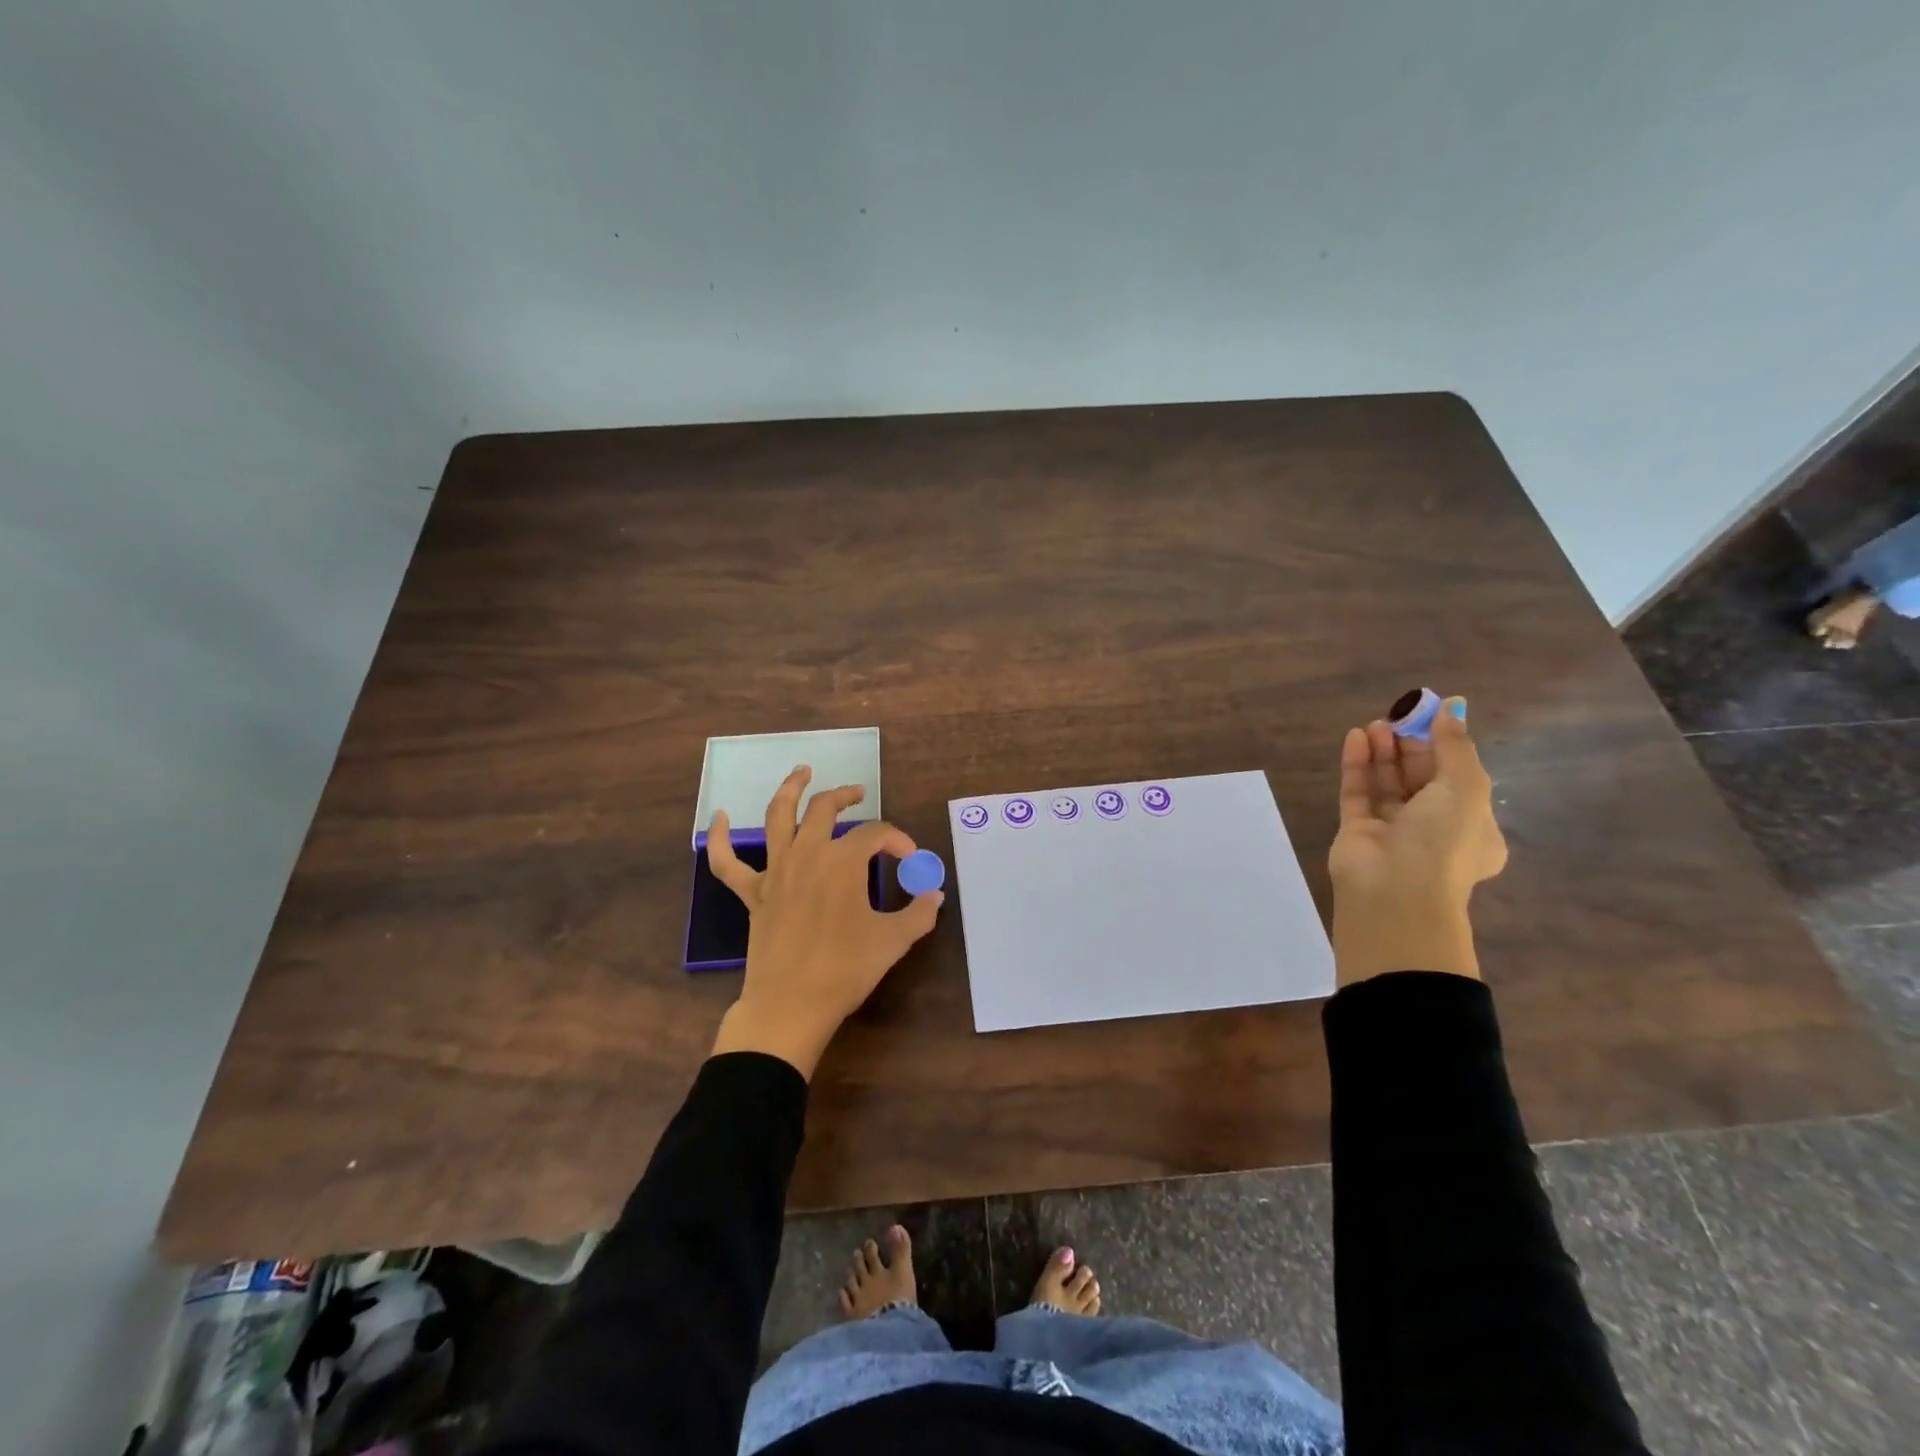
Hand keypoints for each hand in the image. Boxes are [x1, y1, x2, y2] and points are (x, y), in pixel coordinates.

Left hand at [706, 765, 943, 1076]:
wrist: (791, 1005)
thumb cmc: (845, 970)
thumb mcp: (893, 941)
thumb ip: (919, 913)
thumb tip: (935, 896)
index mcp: (843, 861)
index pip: (876, 834)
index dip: (897, 841)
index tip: (910, 859)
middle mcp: (808, 854)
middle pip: (825, 809)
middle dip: (845, 796)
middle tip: (858, 793)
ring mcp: (776, 871)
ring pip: (778, 816)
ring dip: (790, 789)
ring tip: (802, 772)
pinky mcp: (753, 893)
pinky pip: (727, 862)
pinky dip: (719, 838)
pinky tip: (719, 816)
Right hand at [1328, 699, 1506, 985]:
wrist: (1394, 893)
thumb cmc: (1442, 841)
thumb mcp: (1465, 788)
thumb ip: (1455, 745)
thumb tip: (1453, 705)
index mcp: (1472, 826)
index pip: (1458, 777)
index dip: (1443, 744)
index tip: (1428, 713)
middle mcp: (1434, 829)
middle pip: (1420, 777)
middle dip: (1409, 746)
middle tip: (1396, 716)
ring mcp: (1392, 831)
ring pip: (1387, 783)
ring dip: (1383, 752)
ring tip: (1374, 724)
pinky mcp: (1357, 831)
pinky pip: (1358, 792)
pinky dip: (1358, 765)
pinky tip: (1356, 738)